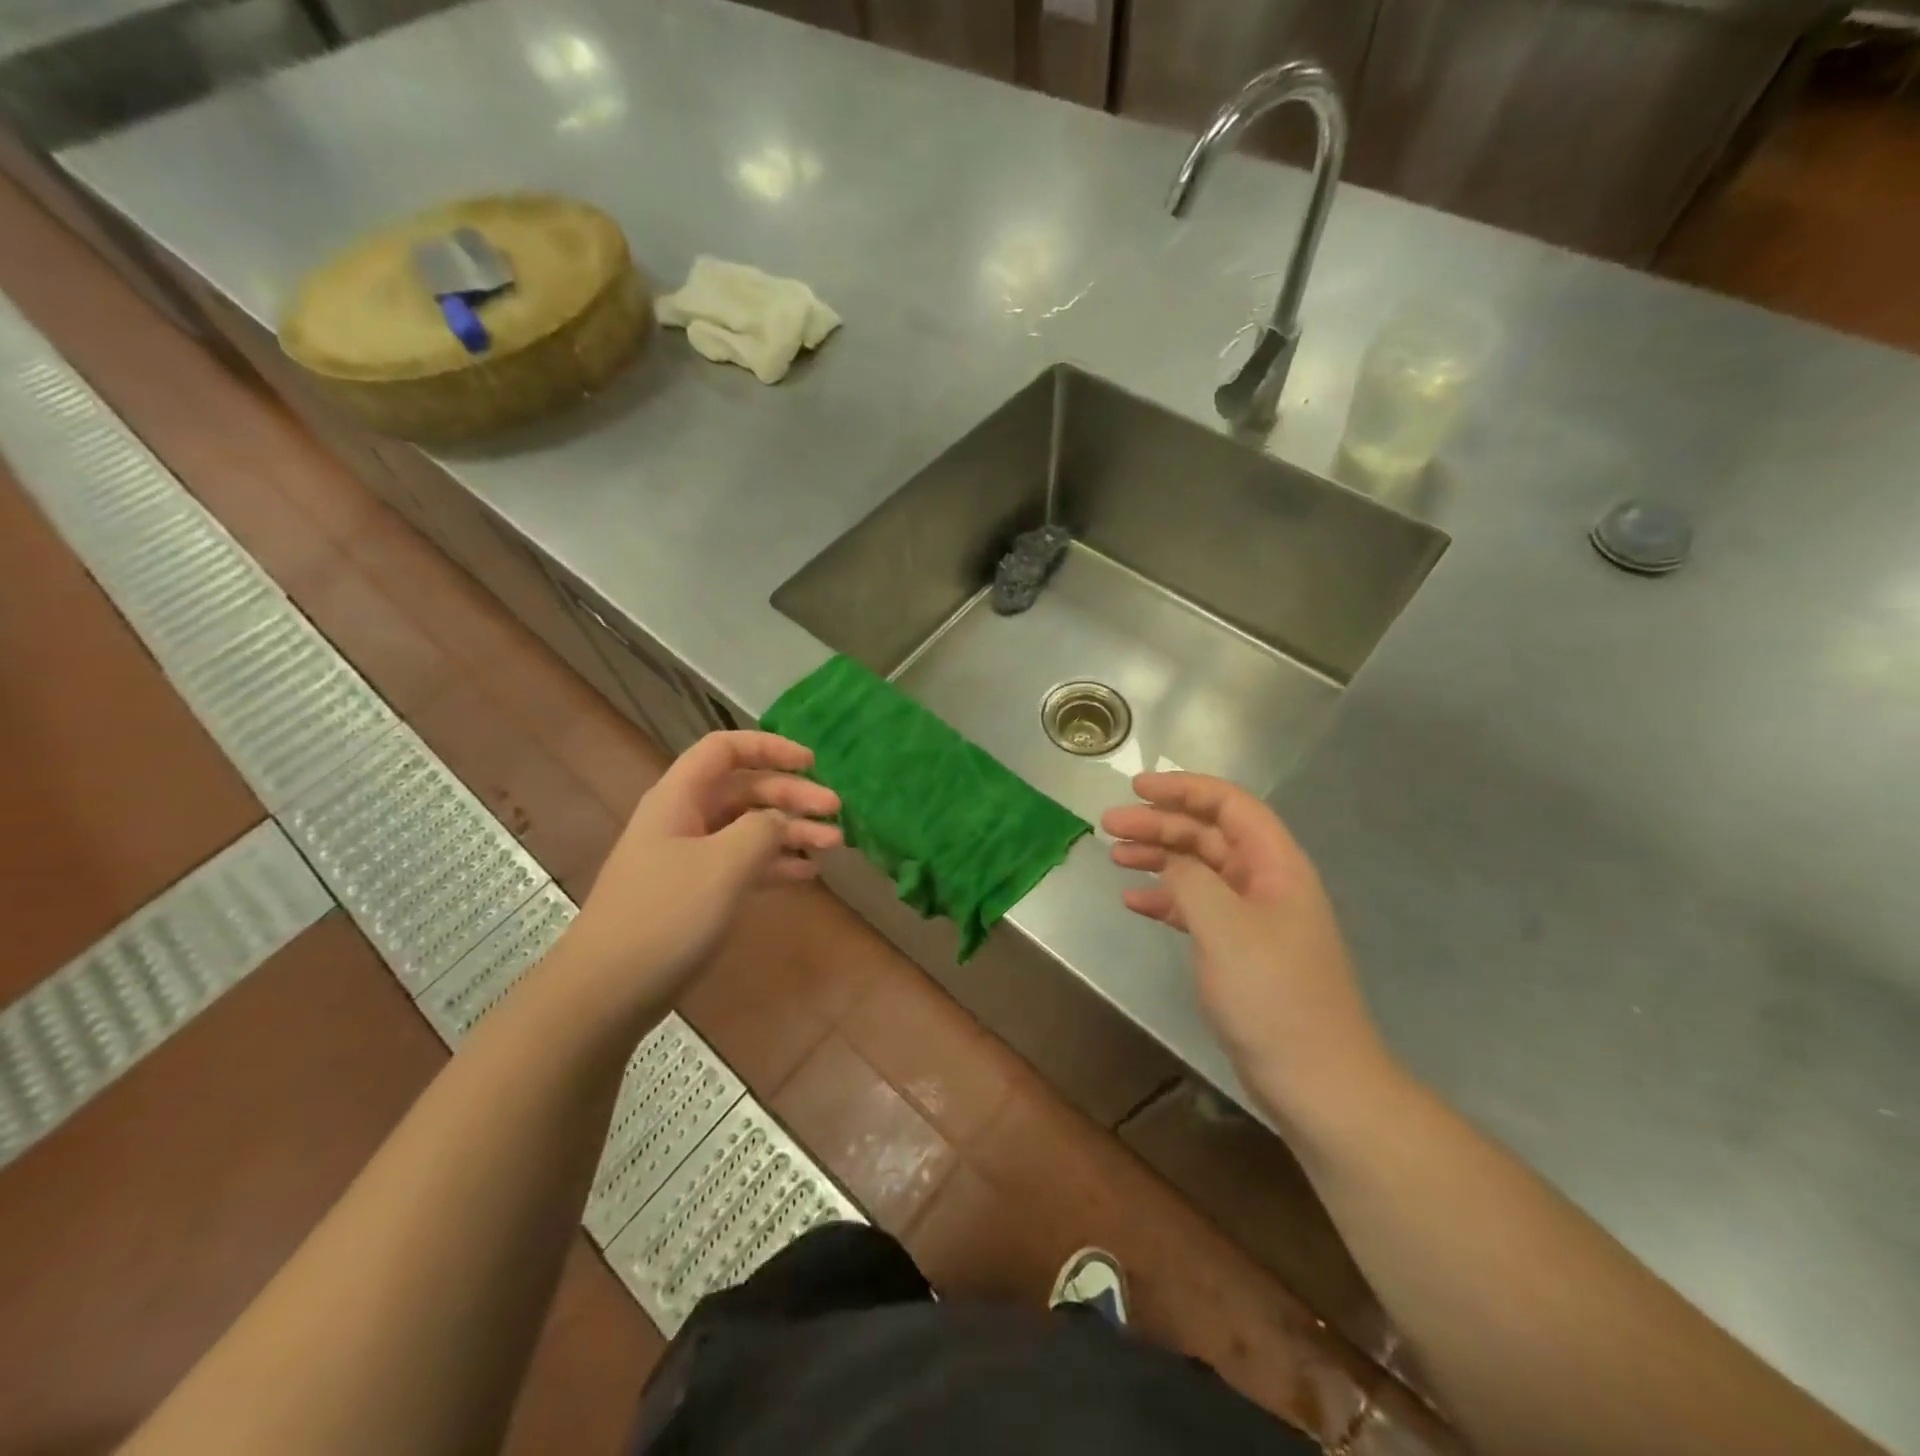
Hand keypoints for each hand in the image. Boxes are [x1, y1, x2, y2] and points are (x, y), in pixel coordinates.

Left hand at [559, 732, 841, 1015]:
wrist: (607, 991)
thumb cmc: (665, 916)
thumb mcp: (723, 865)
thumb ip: (762, 830)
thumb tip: (779, 820)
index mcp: (680, 798)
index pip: (726, 749)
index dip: (770, 748)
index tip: (812, 764)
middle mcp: (684, 819)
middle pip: (745, 789)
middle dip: (792, 795)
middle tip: (836, 812)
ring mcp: (689, 857)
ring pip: (749, 828)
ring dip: (791, 831)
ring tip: (834, 844)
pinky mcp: (695, 893)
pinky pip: (743, 864)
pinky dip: (775, 864)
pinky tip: (807, 874)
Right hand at [1102, 773, 1387, 1124]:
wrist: (1317, 1080)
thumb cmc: (1273, 997)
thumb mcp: (1225, 928)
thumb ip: (1190, 880)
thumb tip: (1169, 860)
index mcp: (1275, 865)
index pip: (1229, 805)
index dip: (1183, 789)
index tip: (1137, 788)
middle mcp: (1265, 882)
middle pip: (1208, 834)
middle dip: (1159, 824)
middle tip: (1109, 826)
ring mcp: (1253, 917)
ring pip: (1198, 869)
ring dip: (1158, 858)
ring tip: (1115, 857)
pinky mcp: (1239, 949)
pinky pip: (1196, 907)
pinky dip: (1165, 899)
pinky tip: (1134, 902)